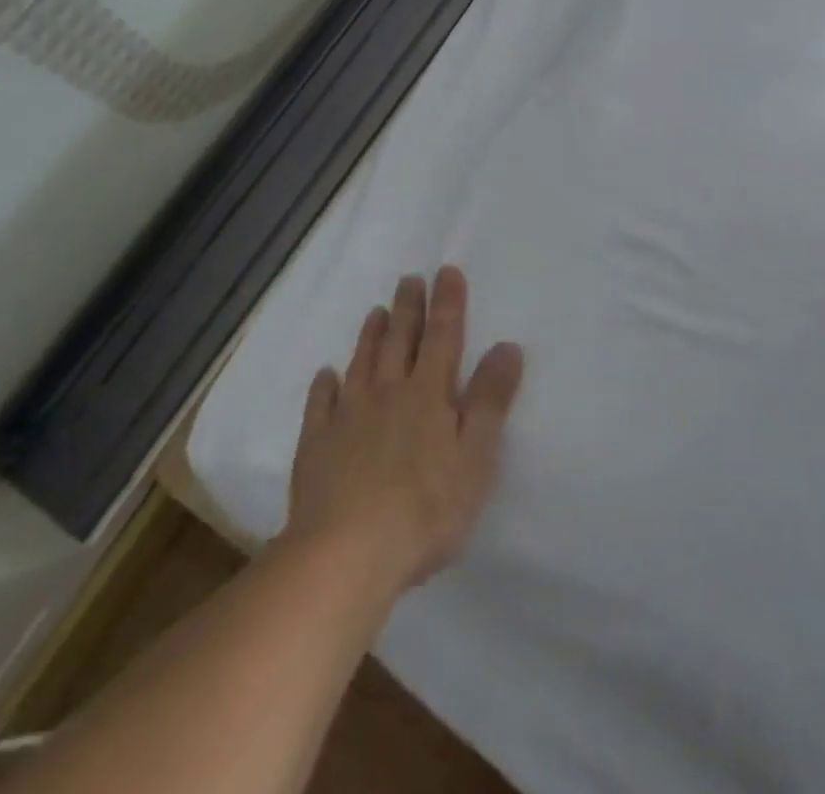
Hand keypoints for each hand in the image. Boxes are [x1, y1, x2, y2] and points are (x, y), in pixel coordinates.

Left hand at [285, 266, 524, 595]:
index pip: (442, 337)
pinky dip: (324, 385)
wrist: (345, 553)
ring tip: (376, 312)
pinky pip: (321, 404)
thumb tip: (506, 346)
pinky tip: (326, 375)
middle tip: (409, 279)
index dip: (447, 303)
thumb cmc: (425, 508)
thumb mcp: (476, 456)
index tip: (446, 271)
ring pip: (362, 363)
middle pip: (400, 341)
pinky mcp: (317, 445)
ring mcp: (348, 417)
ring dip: (371, 336)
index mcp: (429, 394)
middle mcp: (388, 393)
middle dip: (408, 308)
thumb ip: (491, 400)